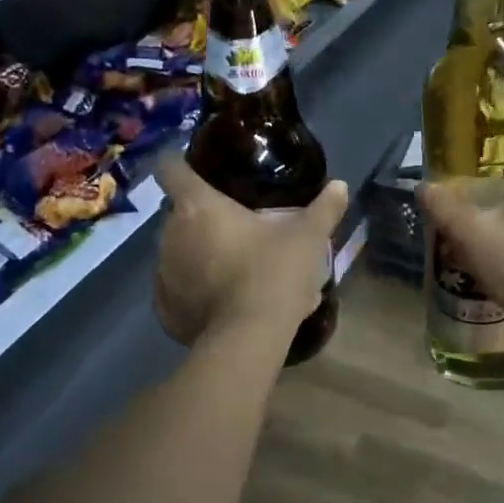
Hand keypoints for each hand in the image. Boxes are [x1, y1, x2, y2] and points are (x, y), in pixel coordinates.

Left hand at [152, 153, 349, 346]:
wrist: (249, 337)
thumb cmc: (274, 274)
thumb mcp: (308, 238)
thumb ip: (324, 209)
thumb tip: (341, 186)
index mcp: (197, 207)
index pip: (170, 168)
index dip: (180, 164)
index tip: (198, 173)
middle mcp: (170, 235)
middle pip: (177, 215)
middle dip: (199, 219)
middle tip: (233, 230)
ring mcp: (163, 274)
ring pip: (175, 252)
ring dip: (194, 255)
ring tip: (228, 267)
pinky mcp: (165, 309)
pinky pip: (174, 291)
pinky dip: (191, 291)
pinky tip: (216, 300)